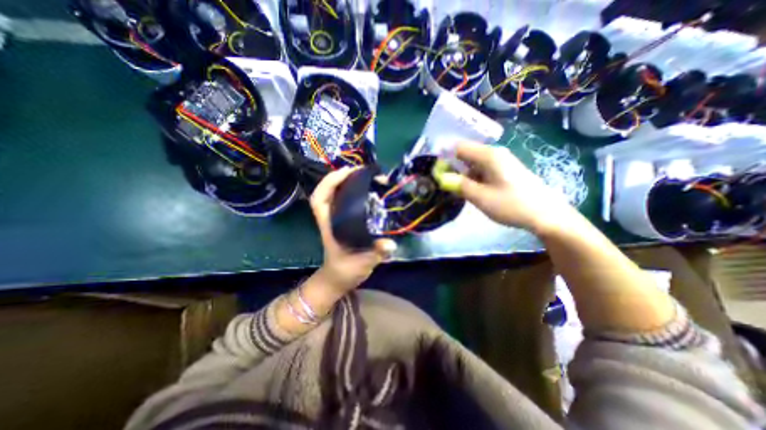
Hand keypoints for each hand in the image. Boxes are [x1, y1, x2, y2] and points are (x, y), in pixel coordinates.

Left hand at [308, 167, 397, 291]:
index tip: (347, 172)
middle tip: (362, 171)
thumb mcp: (362, 263)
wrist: (338, 278)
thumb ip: (376, 253)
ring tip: (365, 176)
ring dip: (346, 182)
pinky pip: (344, 201)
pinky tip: (366, 190)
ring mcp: (336, 219)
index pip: (319, 199)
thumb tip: (391, 244)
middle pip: (327, 191)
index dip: (330, 182)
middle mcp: (330, 218)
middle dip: (341, 177)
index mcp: (329, 225)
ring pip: (335, 194)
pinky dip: (352, 191)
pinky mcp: (343, 221)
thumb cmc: (345, 270)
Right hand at [437, 141, 573, 234]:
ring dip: (463, 175)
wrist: (546, 215)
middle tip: (447, 185)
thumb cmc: (512, 205)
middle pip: (466, 155)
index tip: (438, 174)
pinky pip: (483, 170)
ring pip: (474, 164)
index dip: (445, 158)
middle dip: (454, 168)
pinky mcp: (505, 171)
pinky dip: (474, 178)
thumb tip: (441, 177)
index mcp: (488, 155)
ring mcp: (501, 162)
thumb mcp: (481, 197)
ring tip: (458, 191)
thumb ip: (459, 185)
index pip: (459, 148)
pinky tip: (473, 191)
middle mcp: (494, 154)